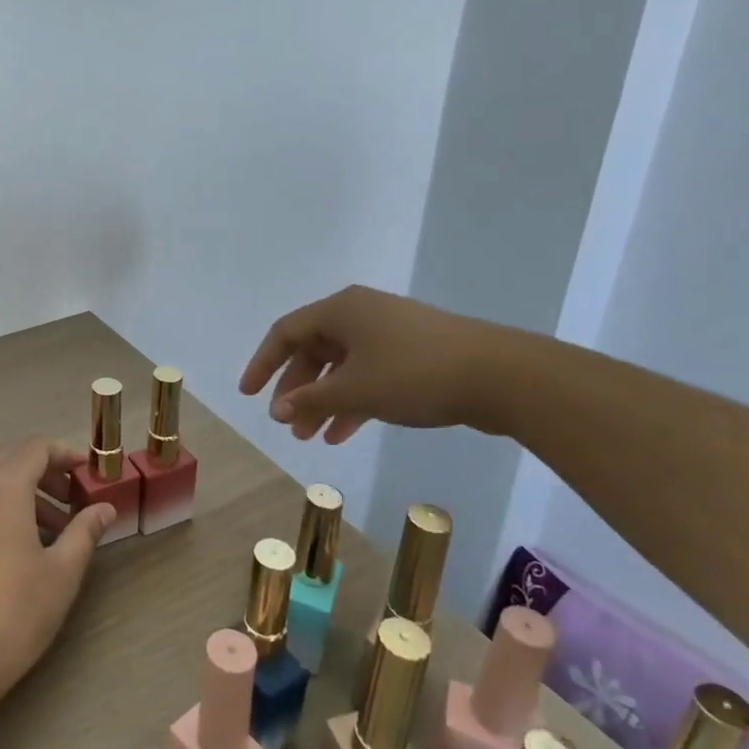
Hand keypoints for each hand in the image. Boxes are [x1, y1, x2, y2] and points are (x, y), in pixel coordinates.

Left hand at [0, 436, 113, 710]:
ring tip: (56, 530)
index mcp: (2, 486)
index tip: (89, 473)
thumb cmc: (13, 611)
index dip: (66, 454)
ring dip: (26, 493)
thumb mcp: (62, 572)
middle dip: (47, 472)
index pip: (36, 447)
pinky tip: (23, 547)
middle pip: (13, 459)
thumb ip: (85, 532)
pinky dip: (4, 509)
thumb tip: (104, 508)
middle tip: (75, 499)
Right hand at [240, 285, 505, 443]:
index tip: (248, 395)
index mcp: (340, 310)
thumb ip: (311, 400)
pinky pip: (368, 375)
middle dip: (297, 389)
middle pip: (313, 350)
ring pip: (341, 366)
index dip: (262, 364)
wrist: (500, 375)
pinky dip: (352, 401)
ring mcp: (389, 333)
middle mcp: (360, 314)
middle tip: (287, 423)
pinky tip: (343, 433)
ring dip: (323, 400)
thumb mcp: (355, 390)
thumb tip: (278, 410)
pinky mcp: (413, 353)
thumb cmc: (415, 374)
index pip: (285, 333)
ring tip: (311, 437)